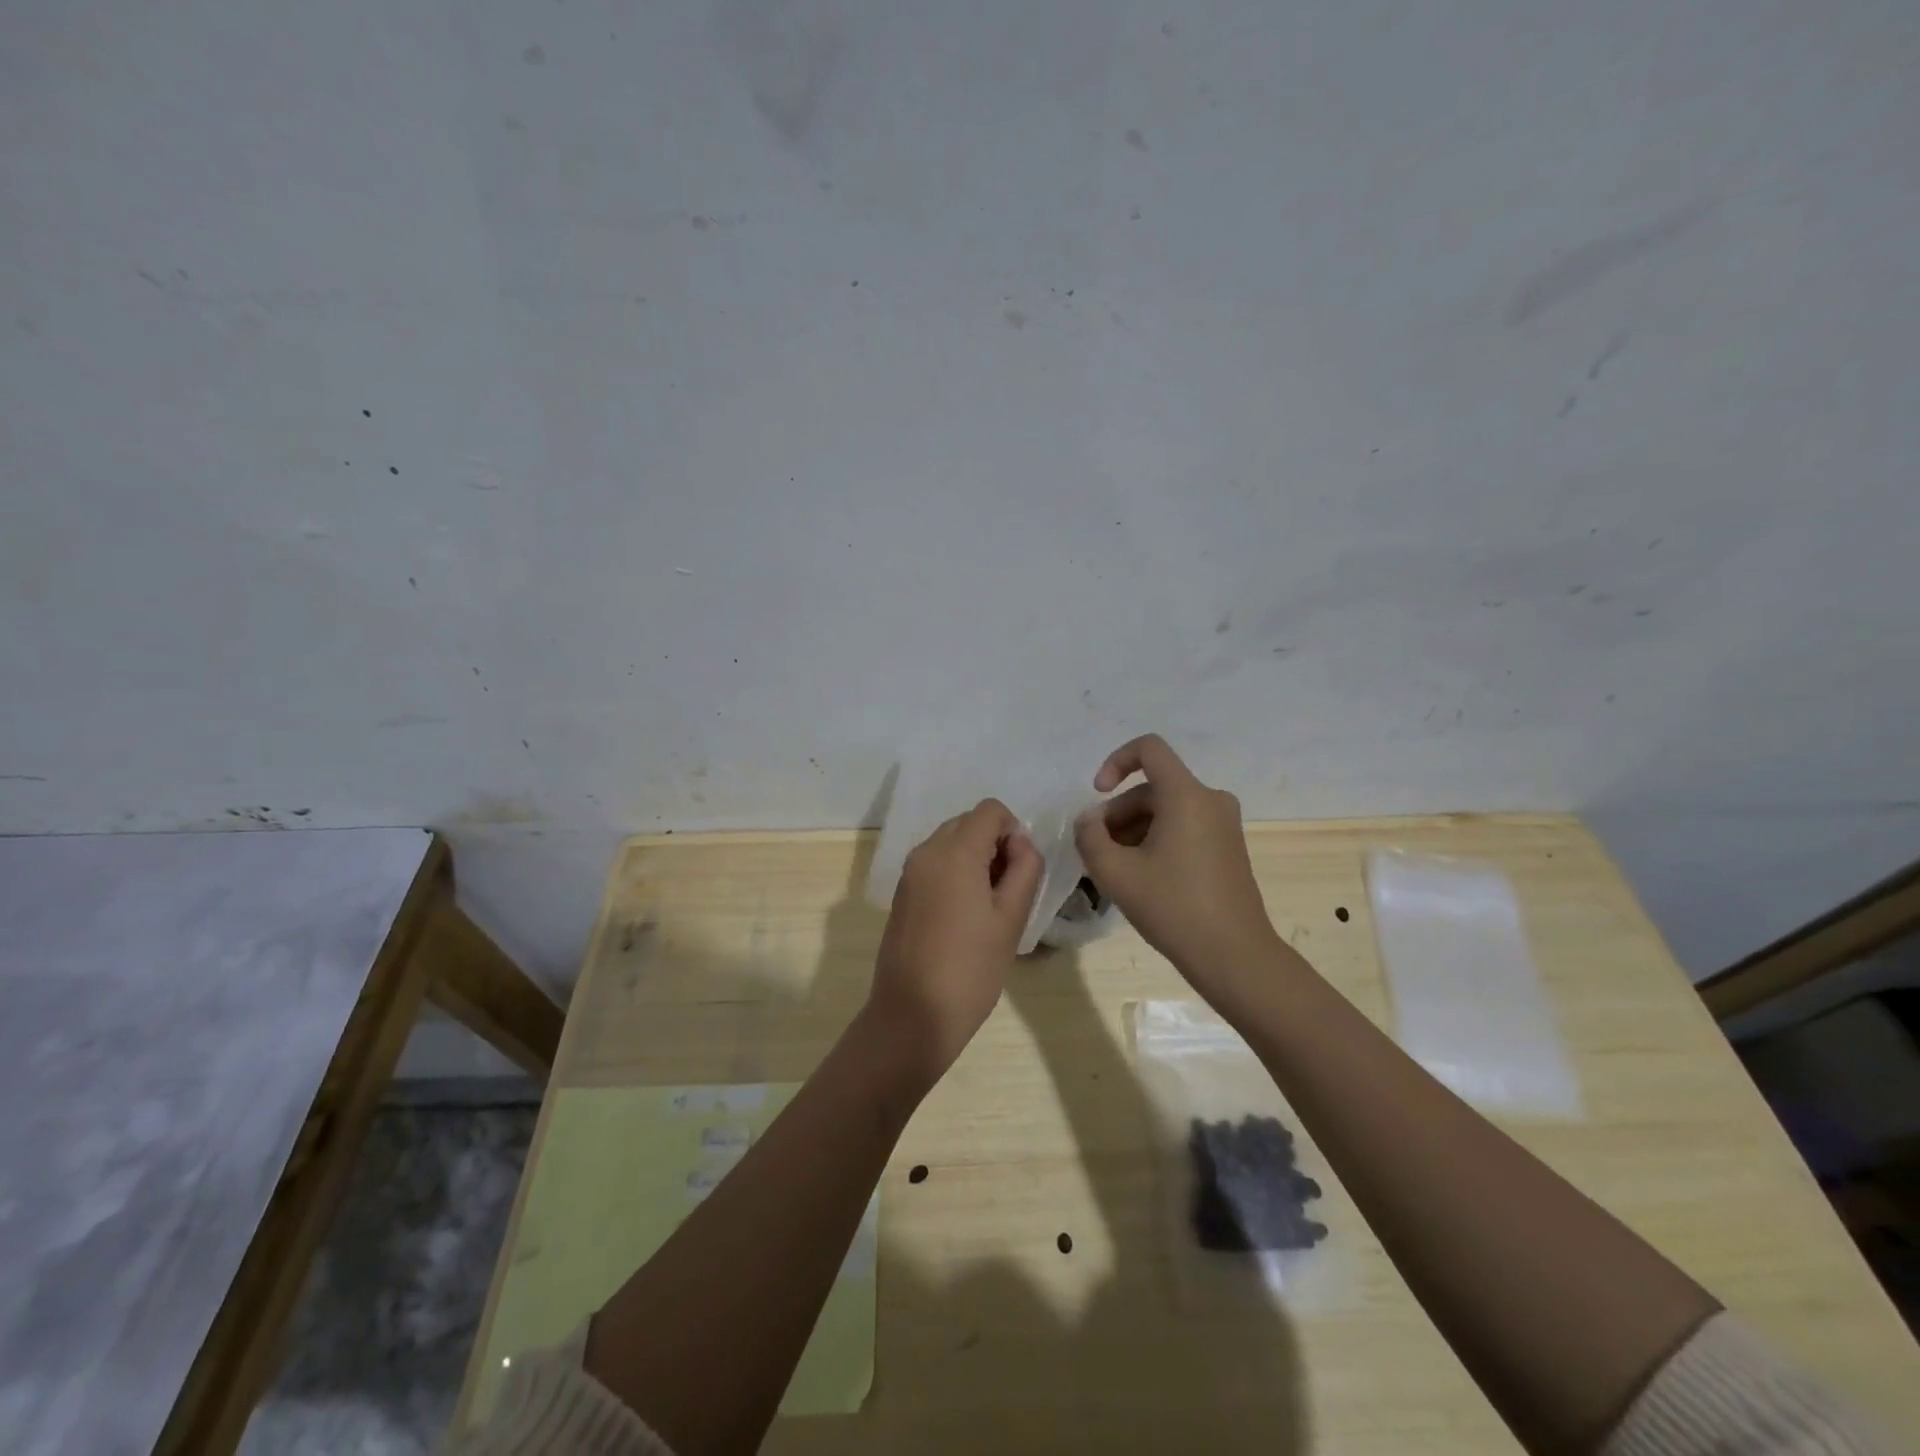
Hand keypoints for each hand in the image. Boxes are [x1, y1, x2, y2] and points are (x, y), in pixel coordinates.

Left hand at [869, 798, 1042, 1085]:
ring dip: (975, 859)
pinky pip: (935, 864)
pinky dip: (955, 873)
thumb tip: (1020, 843)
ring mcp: (909, 872)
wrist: (912, 1015)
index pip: (990, 810)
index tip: (1019, 871)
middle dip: (994, 844)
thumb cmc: (971, 968)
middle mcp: (926, 851)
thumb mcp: (1011, 918)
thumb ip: (1025, 868)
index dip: (1013, 831)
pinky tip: (964, 917)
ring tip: (987, 908)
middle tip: (1007, 891)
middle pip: (968, 823)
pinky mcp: (902, 893)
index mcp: (954, 851)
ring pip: (951, 843)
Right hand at [1075, 734, 1285, 1004]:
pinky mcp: (1228, 847)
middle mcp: (1210, 800)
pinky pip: (1184, 827)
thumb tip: (1088, 820)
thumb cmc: (1173, 908)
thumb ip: (1090, 836)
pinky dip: (1157, 840)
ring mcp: (1224, 824)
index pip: (1149, 748)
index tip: (1097, 794)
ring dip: (1134, 830)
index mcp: (1186, 795)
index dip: (1115, 762)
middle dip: (1118, 813)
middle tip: (1097, 851)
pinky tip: (1142, 878)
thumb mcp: (1115, 872)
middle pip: (1152, 787)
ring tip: (1115, 870)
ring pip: (1166, 810)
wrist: (1234, 956)